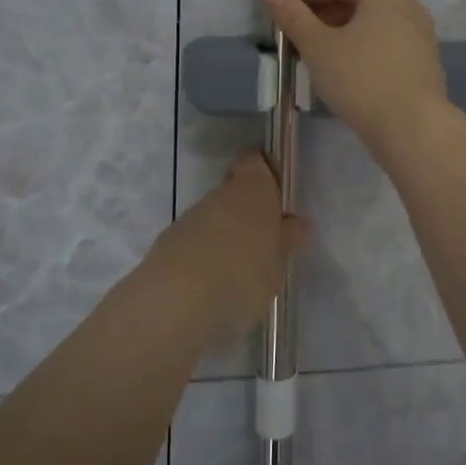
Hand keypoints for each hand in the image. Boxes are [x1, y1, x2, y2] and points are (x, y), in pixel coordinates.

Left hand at [147, 152, 305, 342]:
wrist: (176, 303)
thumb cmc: (243, 277)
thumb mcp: (277, 264)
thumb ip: (286, 240)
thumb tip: (297, 222)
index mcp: (252, 190)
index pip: (255, 161)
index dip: (265, 171)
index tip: (277, 194)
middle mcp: (219, 195)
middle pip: (235, 191)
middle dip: (248, 212)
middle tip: (265, 243)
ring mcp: (190, 218)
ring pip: (214, 217)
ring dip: (226, 235)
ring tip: (240, 271)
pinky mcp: (168, 243)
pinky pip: (196, 241)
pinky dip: (205, 254)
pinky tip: (213, 284)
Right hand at [263, 0, 449, 158]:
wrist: (412, 128)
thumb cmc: (360, 78)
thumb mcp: (318, 46)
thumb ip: (293, 16)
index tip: (288, 10)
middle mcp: (409, 7)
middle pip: (361, 3)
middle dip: (328, 16)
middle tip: (299, 35)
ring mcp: (421, 36)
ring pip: (375, 27)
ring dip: (345, 35)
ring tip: (319, 56)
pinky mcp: (425, 64)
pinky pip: (388, 47)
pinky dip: (365, 52)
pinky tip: (347, 74)